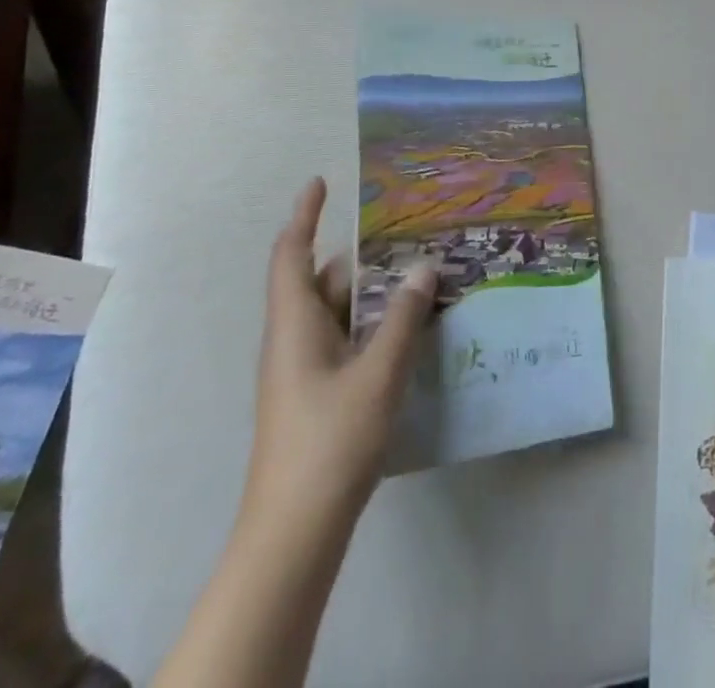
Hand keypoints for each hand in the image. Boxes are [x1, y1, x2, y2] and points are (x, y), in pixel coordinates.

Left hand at [153, 179, 436, 687]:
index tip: (321, 182)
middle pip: (322, 281)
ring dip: (372, 292)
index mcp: (294, 325)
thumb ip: (402, 318)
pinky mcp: (317, 395)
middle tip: (406, 233)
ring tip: (418, 273)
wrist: (294, 532)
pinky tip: (408, 328)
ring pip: (337, 312)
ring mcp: (303, 370)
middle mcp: (293, 339)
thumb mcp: (377, 373)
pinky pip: (345, 339)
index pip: (291, 256)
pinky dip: (372, 323)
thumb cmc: (329, 441)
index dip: (303, 216)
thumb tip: (423, 267)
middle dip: (361, 255)